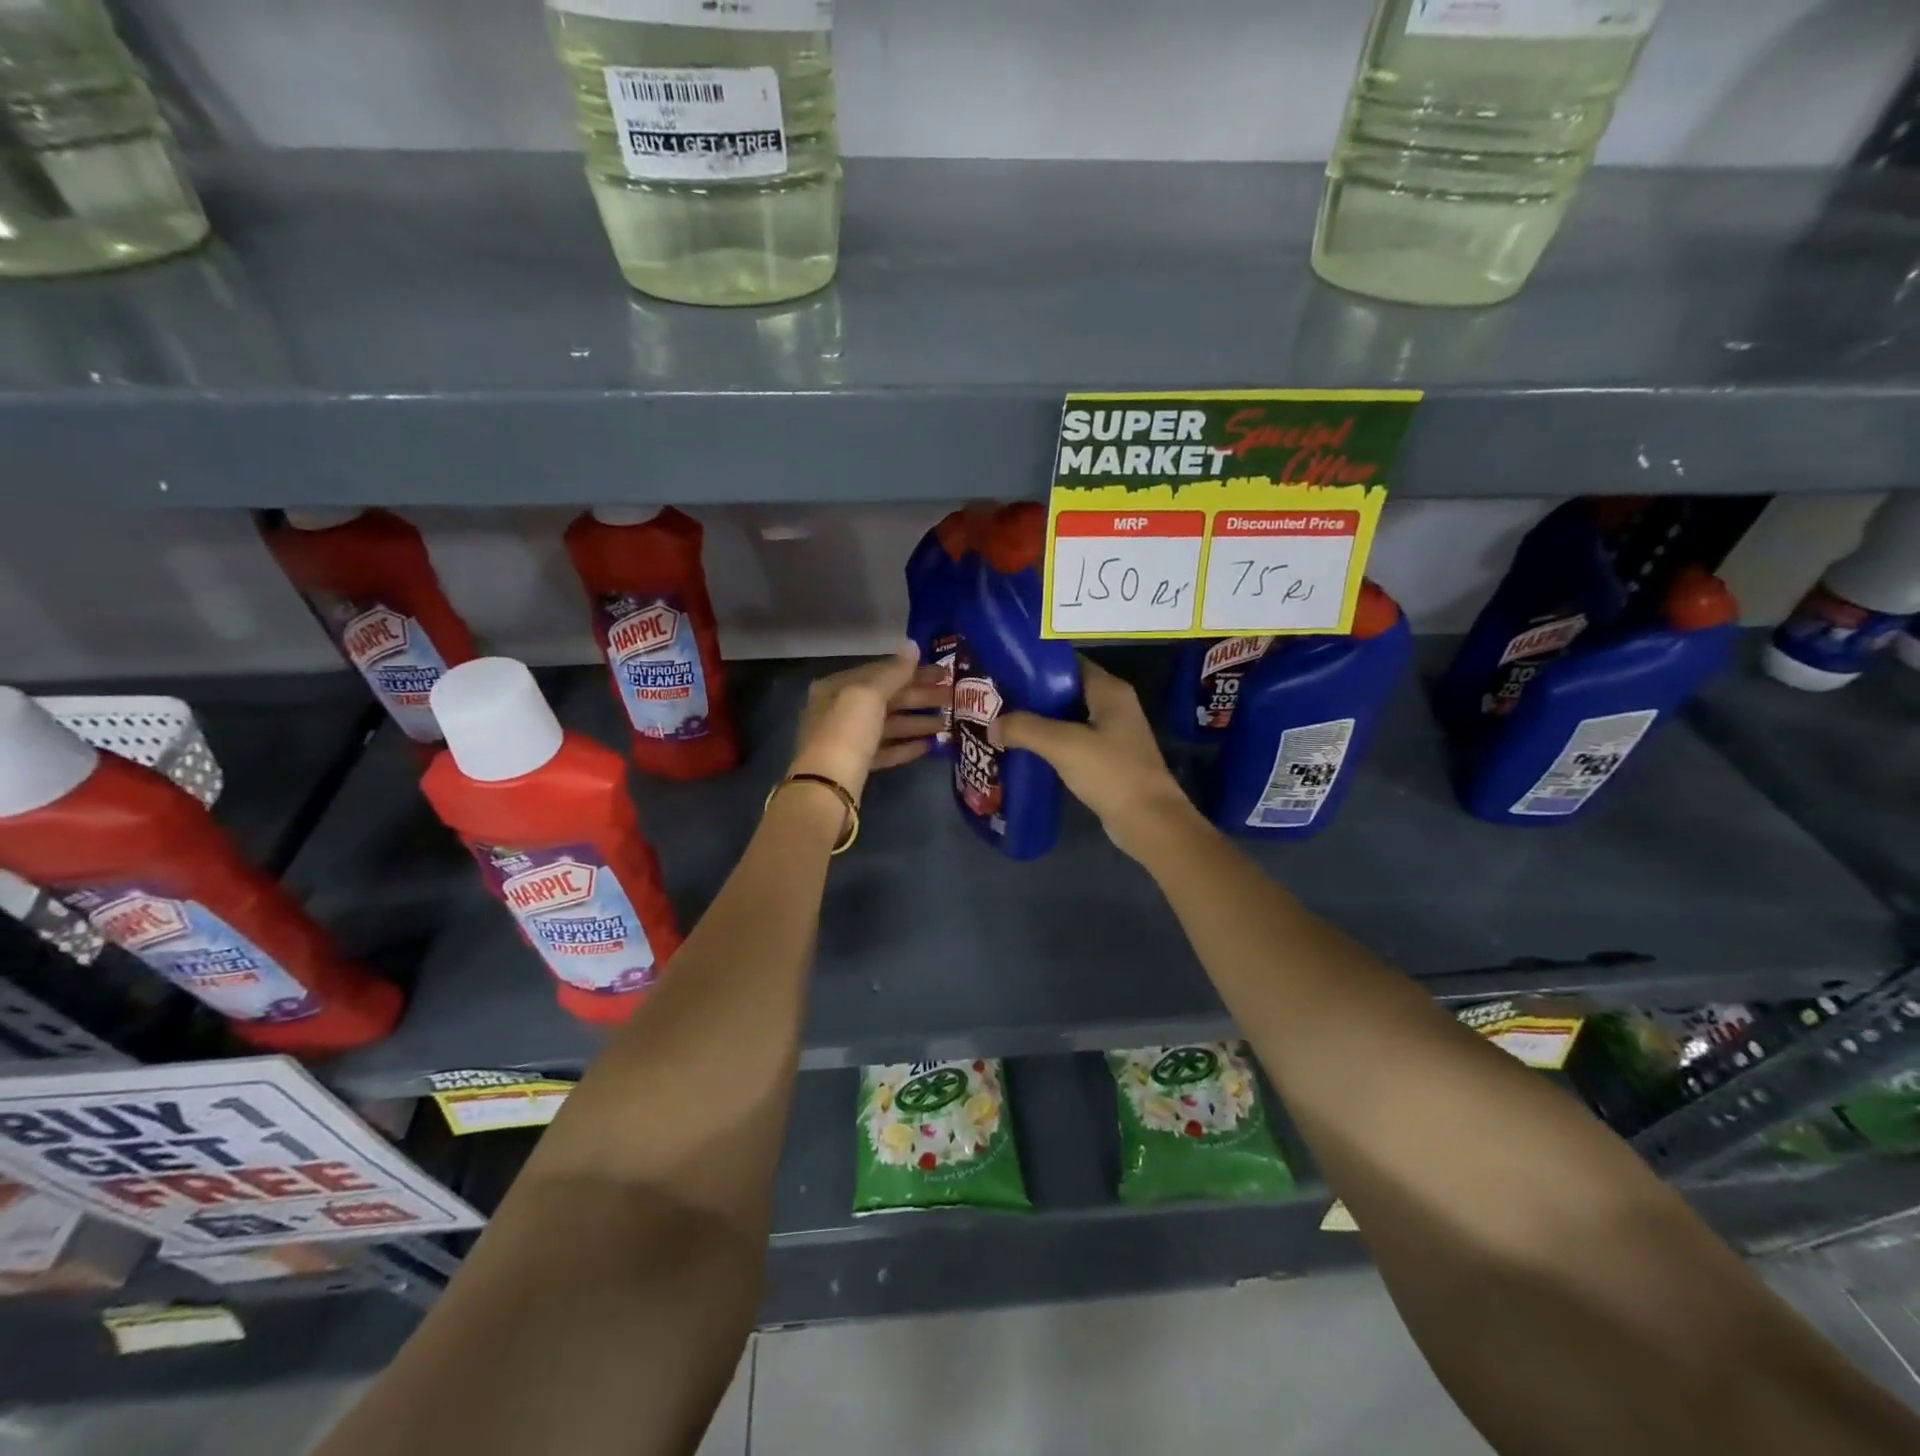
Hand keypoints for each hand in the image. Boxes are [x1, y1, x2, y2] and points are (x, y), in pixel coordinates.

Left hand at [789, 644, 948, 801]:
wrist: (828, 787)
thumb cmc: (847, 731)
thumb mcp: (869, 694)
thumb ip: (894, 671)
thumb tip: (912, 645)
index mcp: (836, 688)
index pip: (880, 672)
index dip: (913, 671)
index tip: (943, 674)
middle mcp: (839, 711)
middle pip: (886, 699)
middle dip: (920, 698)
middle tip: (953, 697)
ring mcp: (847, 741)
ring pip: (888, 726)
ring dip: (918, 723)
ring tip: (948, 723)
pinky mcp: (856, 766)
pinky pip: (885, 750)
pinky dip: (906, 746)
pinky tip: (929, 746)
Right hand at [999, 657, 1202, 861]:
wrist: (1148, 821)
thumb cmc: (1111, 772)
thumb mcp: (1063, 744)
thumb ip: (1025, 728)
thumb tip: (992, 725)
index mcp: (1109, 690)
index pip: (1068, 663)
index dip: (1037, 664)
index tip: (1004, 670)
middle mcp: (1113, 705)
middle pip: (1066, 690)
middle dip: (1032, 695)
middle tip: (996, 699)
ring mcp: (1112, 734)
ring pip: (1068, 718)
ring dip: (1039, 721)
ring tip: (1002, 723)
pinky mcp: (1108, 760)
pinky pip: (1072, 742)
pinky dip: (1050, 744)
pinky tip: (1024, 751)